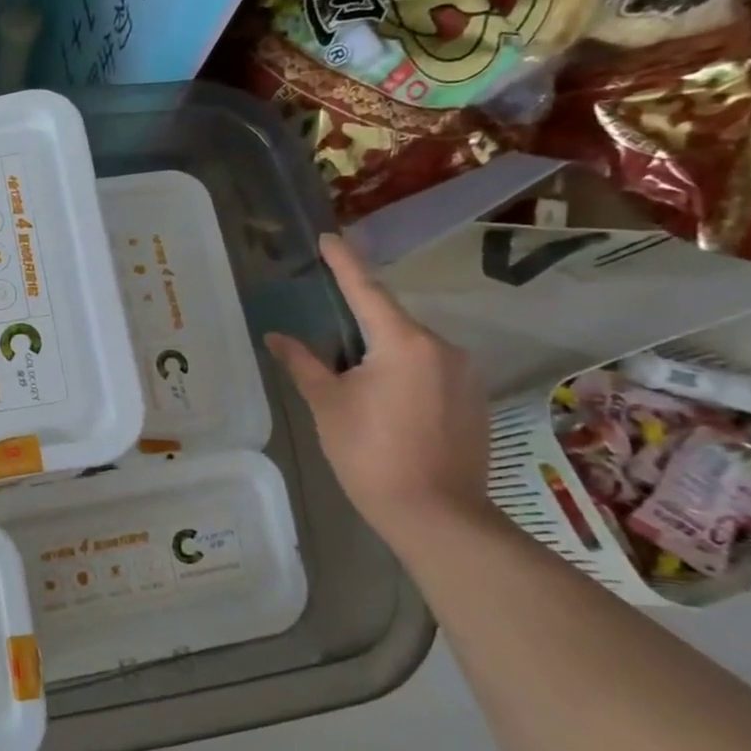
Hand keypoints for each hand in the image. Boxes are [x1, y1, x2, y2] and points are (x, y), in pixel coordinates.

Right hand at [266, 235, 491, 535]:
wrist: (436, 513)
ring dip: (380, 351)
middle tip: (328, 332)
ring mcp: (463, 373)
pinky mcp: (473, 398)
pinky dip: (402, 371)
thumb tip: (276, 336)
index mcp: (403, 343)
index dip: (344, 263)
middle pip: (391, 320)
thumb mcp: (327, 405)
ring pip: (411, 346)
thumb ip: (302, 363)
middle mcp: (441, 347)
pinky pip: (429, 368)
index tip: (329, 237)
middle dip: (359, 321)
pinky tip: (384, 400)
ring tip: (352, 379)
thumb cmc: (369, 453)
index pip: (366, 291)